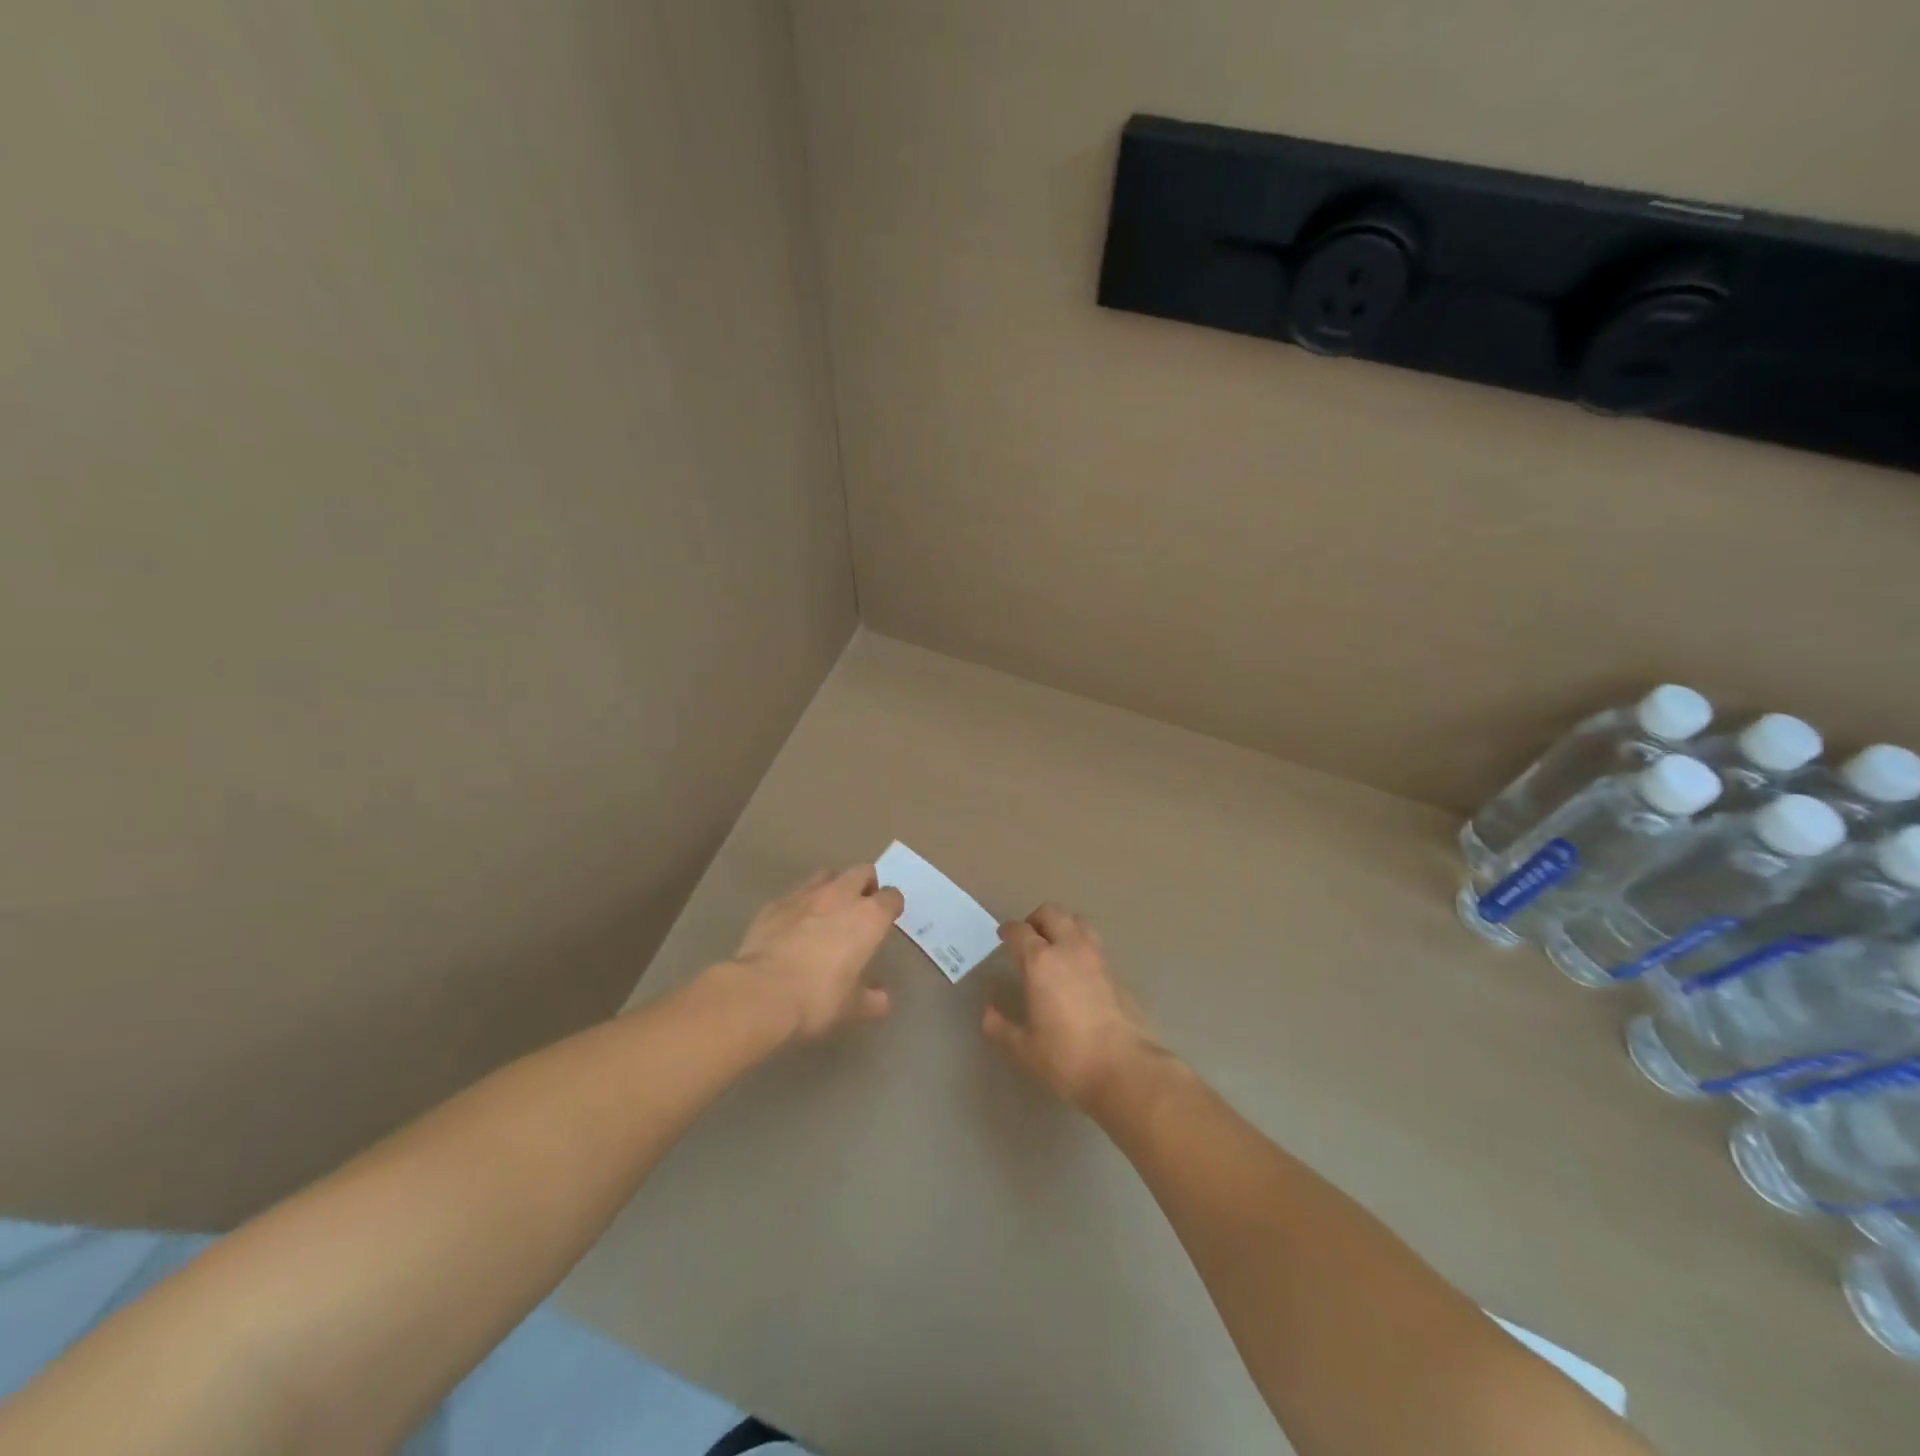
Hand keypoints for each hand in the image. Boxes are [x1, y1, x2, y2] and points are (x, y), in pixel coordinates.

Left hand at [724, 866, 903, 1040]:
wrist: (761, 992)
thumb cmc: (817, 998)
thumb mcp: (851, 1007)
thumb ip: (872, 1000)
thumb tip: (883, 1000)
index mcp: (868, 917)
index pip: (891, 897)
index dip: (892, 905)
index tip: (889, 917)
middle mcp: (840, 896)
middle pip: (862, 872)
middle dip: (866, 884)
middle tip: (863, 904)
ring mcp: (804, 896)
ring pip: (827, 875)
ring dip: (834, 886)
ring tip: (830, 907)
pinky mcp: (775, 904)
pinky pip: (795, 894)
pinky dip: (801, 903)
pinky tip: (795, 923)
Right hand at [983, 904, 1164, 1111]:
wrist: (1125, 1068)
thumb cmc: (1067, 1056)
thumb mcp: (1024, 1047)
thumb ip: (1000, 1026)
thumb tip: (989, 1011)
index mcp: (1041, 961)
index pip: (1020, 931)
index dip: (1008, 931)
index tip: (1002, 937)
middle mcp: (1069, 948)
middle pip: (1051, 913)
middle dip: (1035, 920)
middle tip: (1027, 938)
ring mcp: (1096, 957)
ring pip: (1077, 921)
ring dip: (1062, 925)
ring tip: (1053, 946)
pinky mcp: (1115, 971)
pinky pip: (1093, 944)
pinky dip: (1080, 946)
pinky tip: (1076, 971)